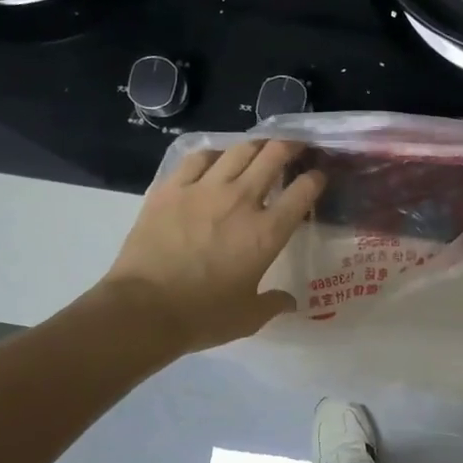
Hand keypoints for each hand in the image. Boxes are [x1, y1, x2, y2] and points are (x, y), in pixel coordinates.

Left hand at [90, 139, 324, 356]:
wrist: (143, 309)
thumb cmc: (203, 316)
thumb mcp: (248, 317)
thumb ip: (273, 304)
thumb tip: (289, 301)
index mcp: (267, 232)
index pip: (303, 192)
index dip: (316, 179)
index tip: (318, 176)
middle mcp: (241, 200)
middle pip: (273, 156)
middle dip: (290, 147)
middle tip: (295, 147)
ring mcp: (203, 189)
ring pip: (238, 150)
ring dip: (255, 145)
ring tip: (259, 147)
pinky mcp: (170, 189)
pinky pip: (197, 158)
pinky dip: (213, 154)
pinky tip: (215, 159)